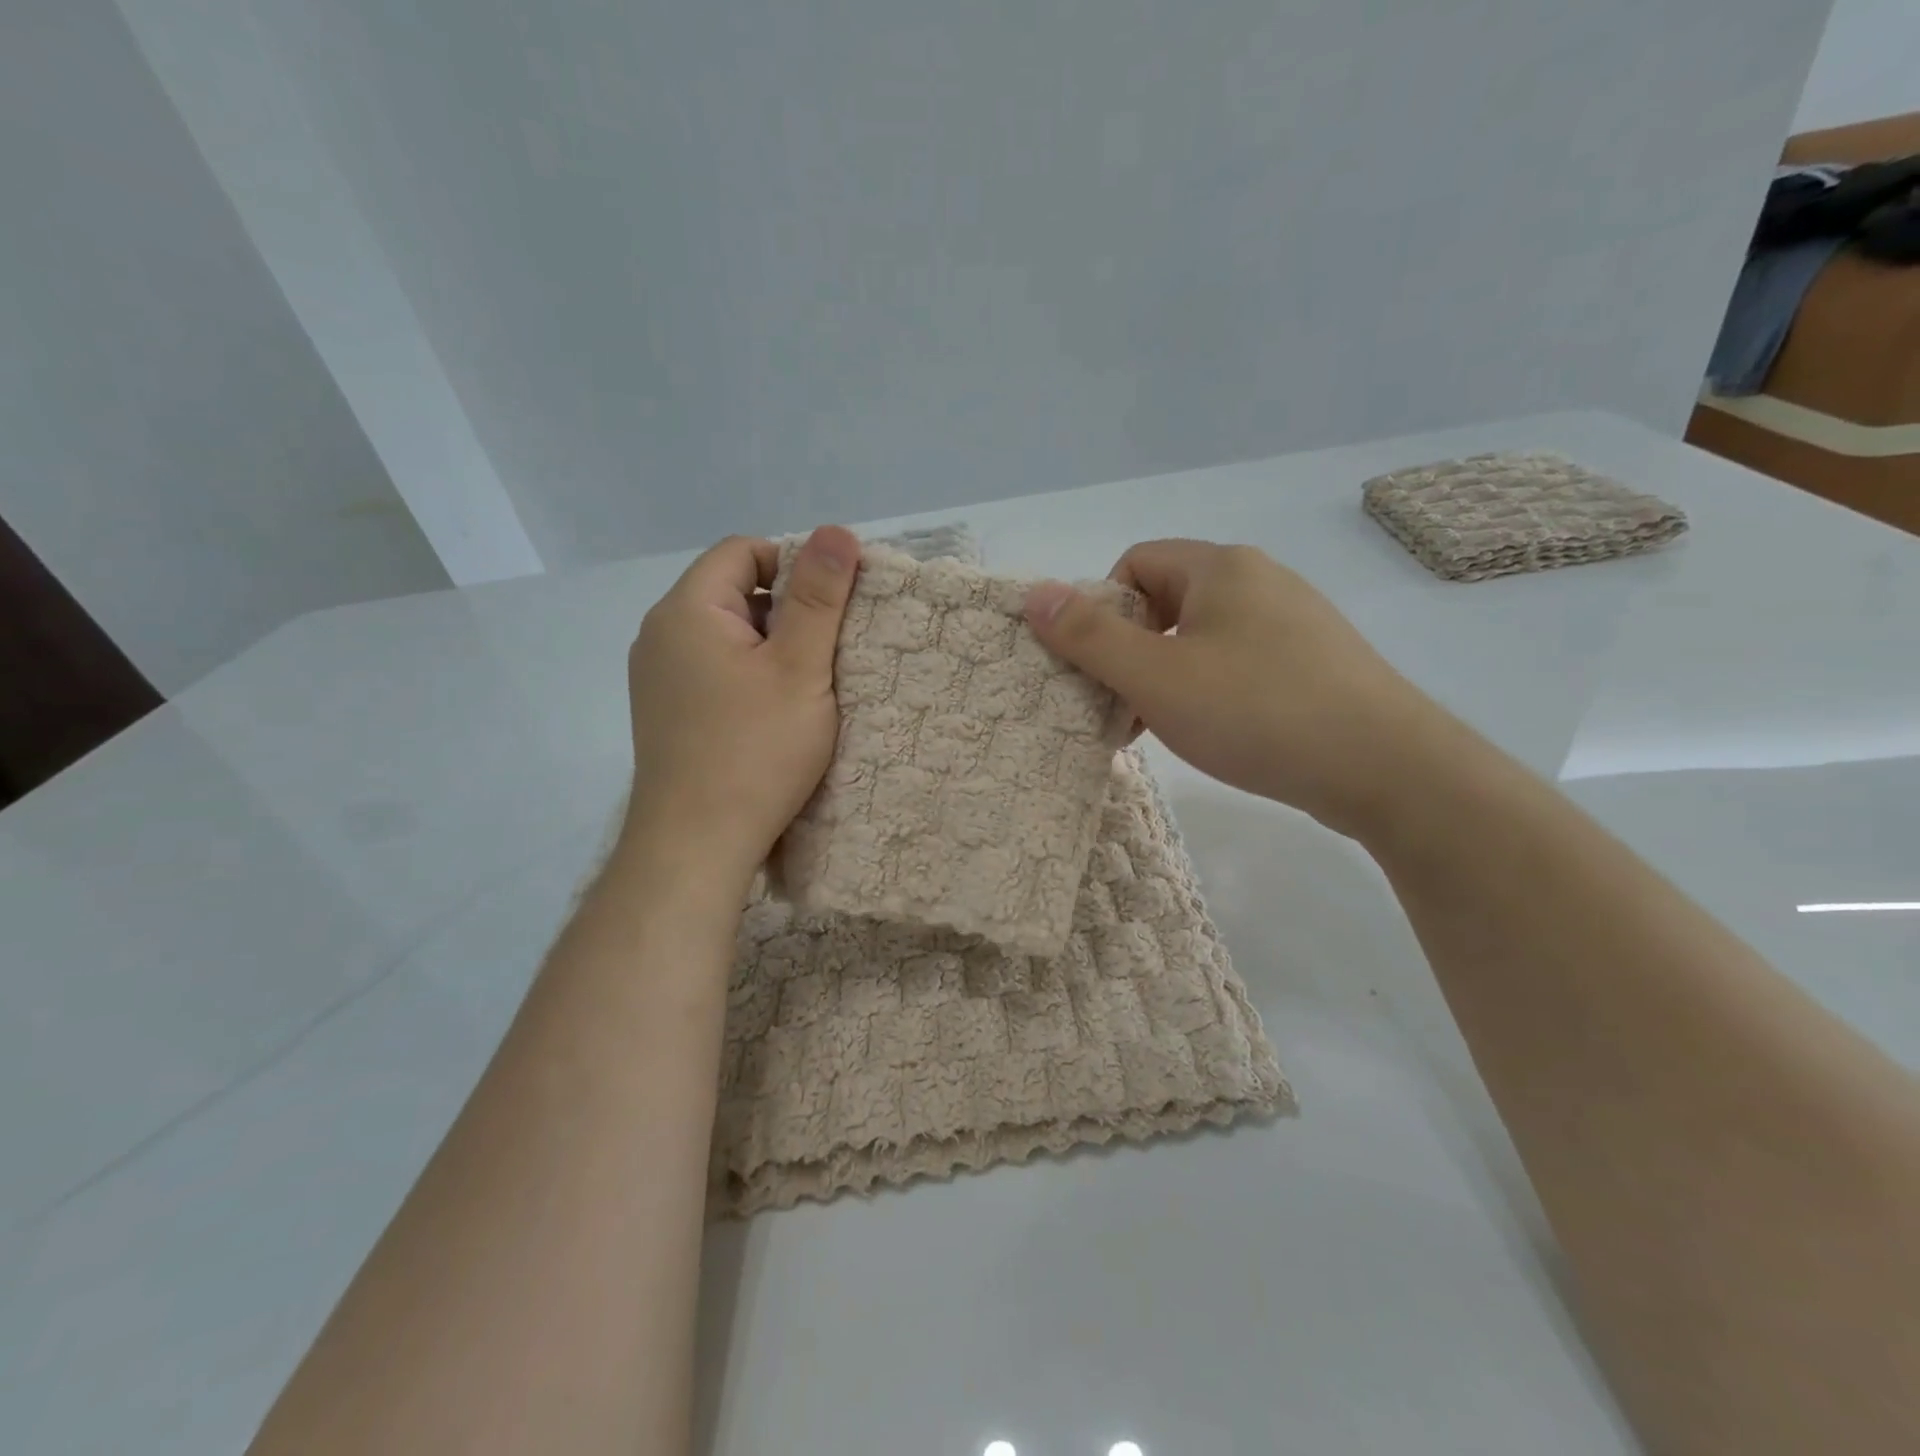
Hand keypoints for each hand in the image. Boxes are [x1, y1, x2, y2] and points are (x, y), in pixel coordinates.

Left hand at [623, 526, 858, 886]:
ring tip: (809, 688)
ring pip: (728, 637)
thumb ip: (819, 598)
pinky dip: (749, 679)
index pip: (743, 552)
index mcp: (686, 610)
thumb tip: (836, 531)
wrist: (695, 845)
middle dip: (787, 612)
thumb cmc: (755, 751)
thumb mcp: (800, 668)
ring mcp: (658, 678)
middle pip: (734, 593)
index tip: (834, 608)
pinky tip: (775, 716)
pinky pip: (714, 672)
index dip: (795, 567)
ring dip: (772, 650)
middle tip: (829, 653)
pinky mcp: (667, 714)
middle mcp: (660, 635)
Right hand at [1024, 539, 1441, 839]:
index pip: (1134, 564)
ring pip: (1202, 637)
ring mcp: (1294, 621)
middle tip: (1125, 707)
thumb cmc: (1256, 711)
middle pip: (1166, 601)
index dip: (1104, 612)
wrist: (1386, 768)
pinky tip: (1217, 732)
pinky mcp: (1315, 662)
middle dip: (1133, 652)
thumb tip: (1033, 594)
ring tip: (1164, 728)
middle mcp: (1260, 580)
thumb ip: (1089, 637)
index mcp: (1221, 567)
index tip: (1103, 668)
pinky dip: (1210, 690)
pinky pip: (1240, 662)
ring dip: (1168, 677)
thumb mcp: (1156, 677)